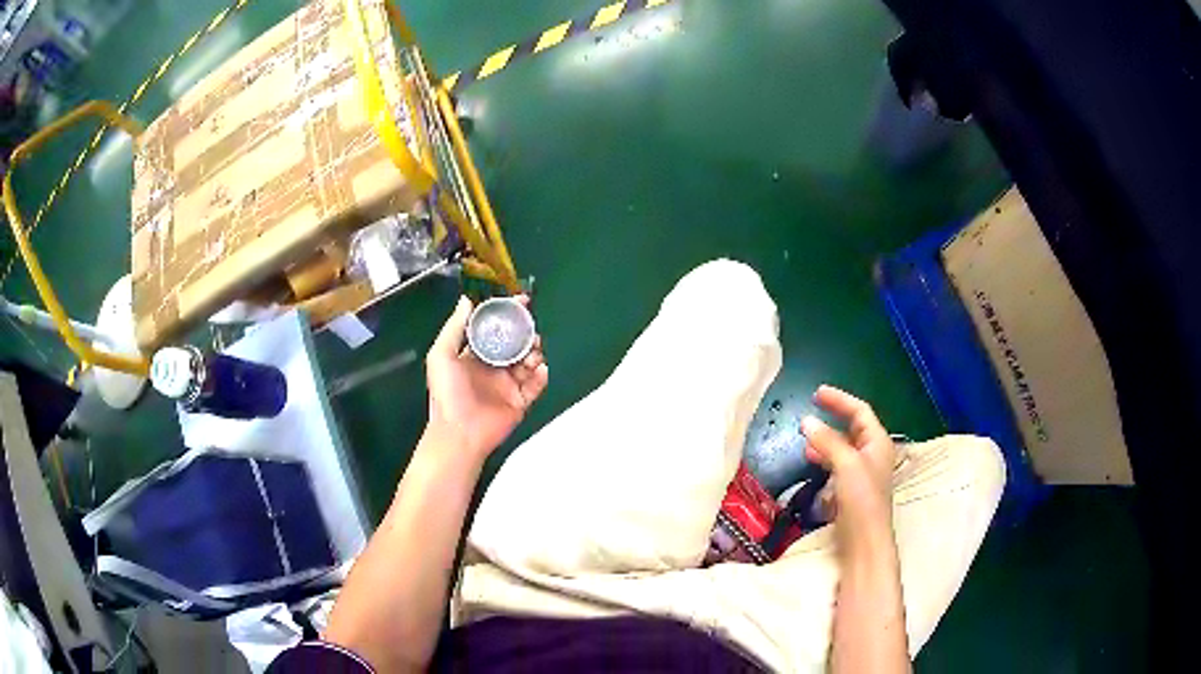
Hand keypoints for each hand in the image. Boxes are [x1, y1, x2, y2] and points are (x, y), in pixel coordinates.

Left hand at [424, 296, 548, 459]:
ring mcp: (507, 385)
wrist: (459, 432)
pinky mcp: (520, 402)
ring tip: (533, 353)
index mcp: (474, 355)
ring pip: (528, 362)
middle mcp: (492, 367)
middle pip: (515, 343)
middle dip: (525, 333)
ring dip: (534, 353)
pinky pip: (536, 386)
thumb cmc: (447, 394)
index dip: (506, 315)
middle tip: (531, 328)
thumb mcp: (441, 355)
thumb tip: (466, 300)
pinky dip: (541, 376)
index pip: (494, 329)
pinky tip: (539, 370)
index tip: (520, 301)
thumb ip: (455, 327)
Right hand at [802, 385, 896, 553]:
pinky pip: (837, 465)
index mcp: (877, 442)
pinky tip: (811, 462)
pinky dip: (824, 459)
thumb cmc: (862, 499)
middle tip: (807, 415)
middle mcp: (872, 453)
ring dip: (825, 440)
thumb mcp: (846, 465)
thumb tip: (806, 421)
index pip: (859, 411)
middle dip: (831, 419)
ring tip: (805, 440)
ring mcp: (862, 472)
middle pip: (852, 428)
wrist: (864, 541)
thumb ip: (827, 441)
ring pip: (843, 447)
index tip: (816, 393)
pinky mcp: (851, 489)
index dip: (839, 400)